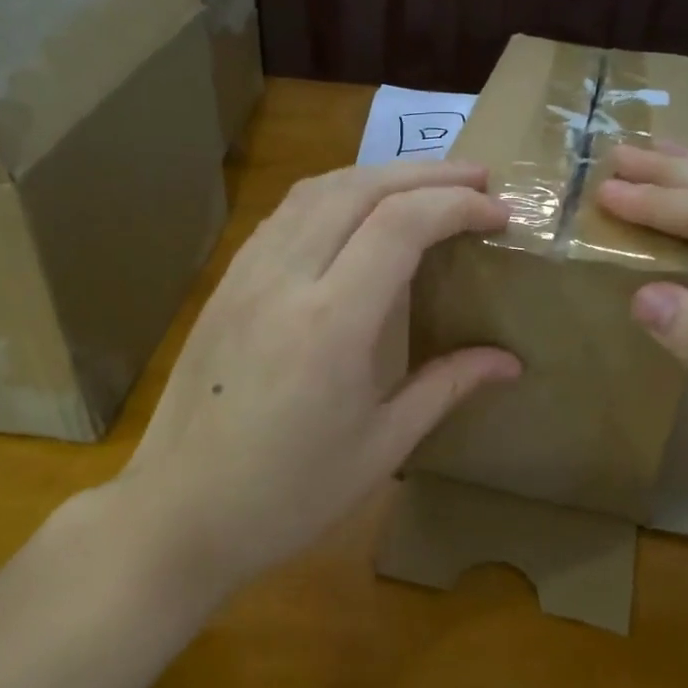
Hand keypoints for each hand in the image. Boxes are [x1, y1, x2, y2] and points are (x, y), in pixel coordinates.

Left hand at [108, 161, 520, 594]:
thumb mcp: (381, 447)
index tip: (501, 214)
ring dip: (378, 175)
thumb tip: (509, 362)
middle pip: (360, 188)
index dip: (458, 206)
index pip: (402, 225)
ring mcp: (245, 277)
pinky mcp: (225, 286)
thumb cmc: (289, 495)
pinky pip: (283, 216)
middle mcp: (285, 280)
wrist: (178, 514)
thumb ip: (446, 387)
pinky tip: (353, 216)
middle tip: (478, 180)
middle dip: (427, 173)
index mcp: (332, 324)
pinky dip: (332, 196)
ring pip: (315, 191)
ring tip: (424, 186)